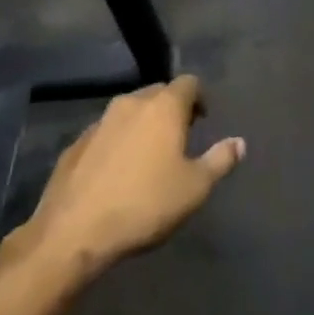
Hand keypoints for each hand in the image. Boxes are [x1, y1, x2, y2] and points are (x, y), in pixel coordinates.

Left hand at [24, 75, 244, 269]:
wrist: (74, 231)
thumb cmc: (145, 205)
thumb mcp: (195, 188)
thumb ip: (220, 160)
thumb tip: (239, 142)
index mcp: (164, 107)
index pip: (189, 83)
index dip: (200, 98)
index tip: (203, 120)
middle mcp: (131, 103)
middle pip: (158, 92)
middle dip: (172, 108)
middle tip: (181, 137)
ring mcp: (99, 121)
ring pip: (130, 111)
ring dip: (143, 124)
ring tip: (150, 155)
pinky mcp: (76, 143)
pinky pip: (106, 132)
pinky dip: (118, 141)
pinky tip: (118, 171)